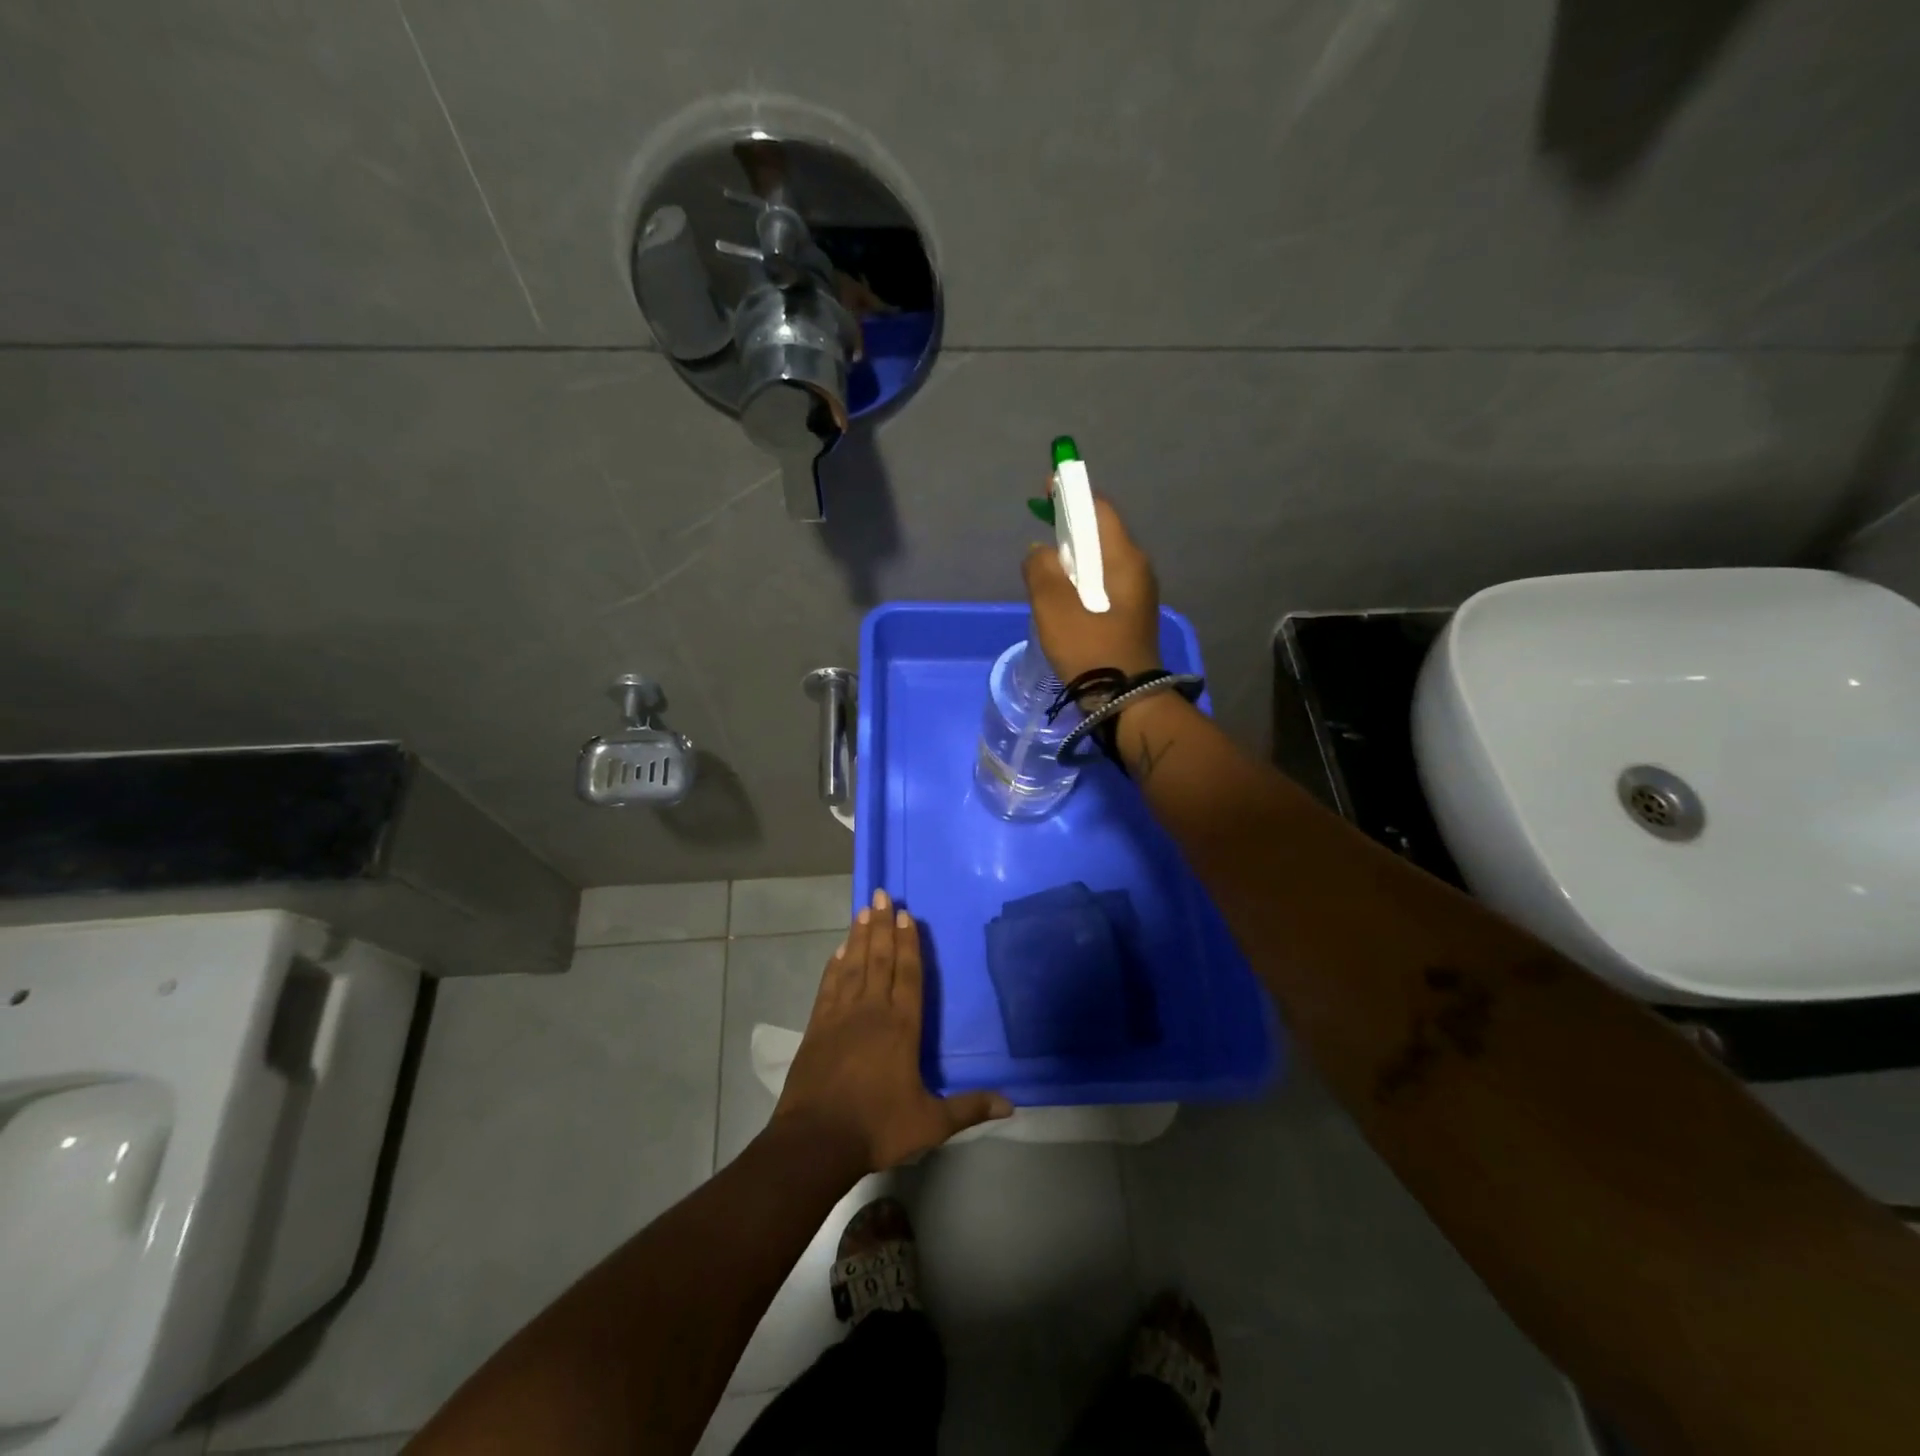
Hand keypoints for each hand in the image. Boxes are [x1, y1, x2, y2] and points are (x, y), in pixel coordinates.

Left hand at [772, 889, 1012, 1174]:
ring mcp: (841, 1016)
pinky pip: (829, 986)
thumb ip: (969, 1108)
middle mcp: (872, 1011)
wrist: (815, 1141)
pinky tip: (838, 950)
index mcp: (901, 1027)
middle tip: (883, 895)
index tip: (906, 915)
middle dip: (882, 926)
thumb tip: (1012, 1105)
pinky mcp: (817, 1027)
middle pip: (879, 959)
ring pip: (853, 965)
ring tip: (864, 910)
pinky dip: (834, 965)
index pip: (908, 975)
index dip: (909, 944)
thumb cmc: (877, 1127)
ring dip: (859, 936)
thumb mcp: (930, 1123)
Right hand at [1022, 494, 1161, 684]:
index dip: (1072, 493)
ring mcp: (1137, 594)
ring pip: (1101, 561)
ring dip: (1074, 557)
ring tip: (1047, 567)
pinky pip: (1103, 584)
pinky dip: (1081, 579)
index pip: (1099, 509)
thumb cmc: (1089, 646)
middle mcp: (1136, 569)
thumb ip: (1041, 569)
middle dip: (1070, 526)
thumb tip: (1040, 551)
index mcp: (1123, 558)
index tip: (1046, 487)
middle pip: (1101, 534)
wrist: (1124, 700)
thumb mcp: (1053, 605)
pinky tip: (1063, 597)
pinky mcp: (1131, 615)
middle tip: (1041, 529)